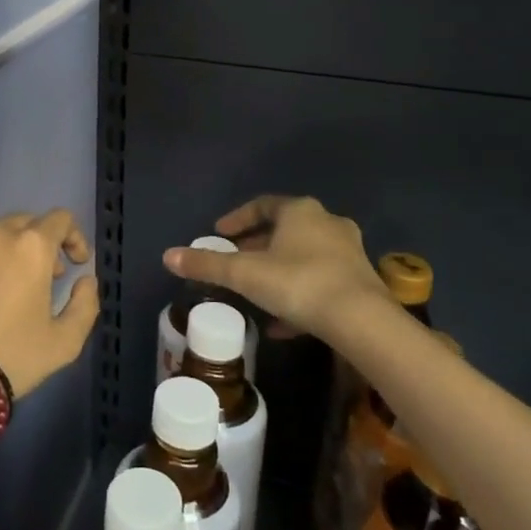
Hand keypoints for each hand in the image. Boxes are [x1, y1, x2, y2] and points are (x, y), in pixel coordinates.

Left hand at [0, 206, 100, 399]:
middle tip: (37, 275)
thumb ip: (85, 304)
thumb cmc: (13, 358)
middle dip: (36, 242)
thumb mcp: (66, 342)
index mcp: (32, 246)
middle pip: (22, 220)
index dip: (73, 237)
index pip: (60, 219)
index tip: (73, 263)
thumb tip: (85, 279)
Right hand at [163, 195, 386, 345]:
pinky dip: (298, 294)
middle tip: (235, 261)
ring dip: (278, 270)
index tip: (219, 234)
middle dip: (257, 246)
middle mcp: (327, 223)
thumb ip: (207, 265)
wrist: (362, 321)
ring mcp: (348, 252)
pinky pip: (320, 282)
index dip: (238, 218)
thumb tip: (168, 256)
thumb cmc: (298, 283)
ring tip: (255, 292)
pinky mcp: (360, 282)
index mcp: (300, 211)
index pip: (262, 205)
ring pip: (304, 256)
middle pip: (284, 230)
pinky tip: (282, 324)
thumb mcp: (245, 274)